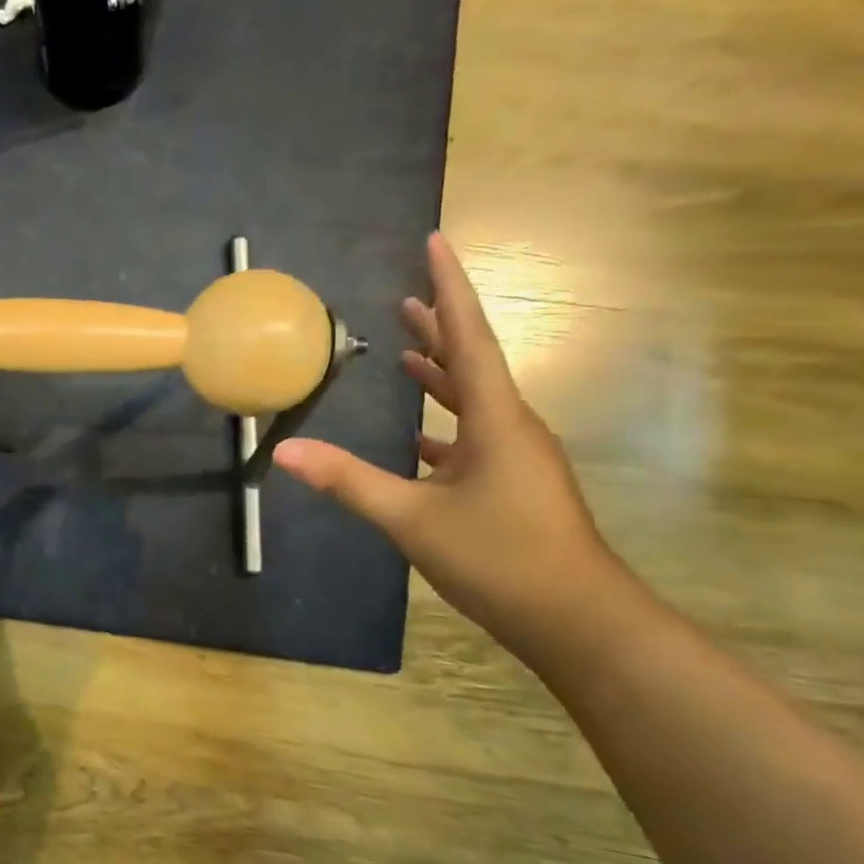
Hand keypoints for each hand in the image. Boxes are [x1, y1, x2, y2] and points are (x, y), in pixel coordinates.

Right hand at [274, 233, 617, 656]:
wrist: (577, 620)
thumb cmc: (499, 558)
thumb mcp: (411, 518)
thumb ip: (348, 480)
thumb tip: (286, 449)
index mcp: (495, 420)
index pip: (469, 338)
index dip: (450, 288)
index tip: (436, 243)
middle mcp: (511, 427)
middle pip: (472, 361)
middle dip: (440, 326)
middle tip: (407, 296)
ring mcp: (515, 457)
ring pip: (474, 399)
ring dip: (441, 372)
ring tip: (409, 352)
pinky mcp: (512, 483)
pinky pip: (473, 435)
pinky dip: (444, 422)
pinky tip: (419, 435)